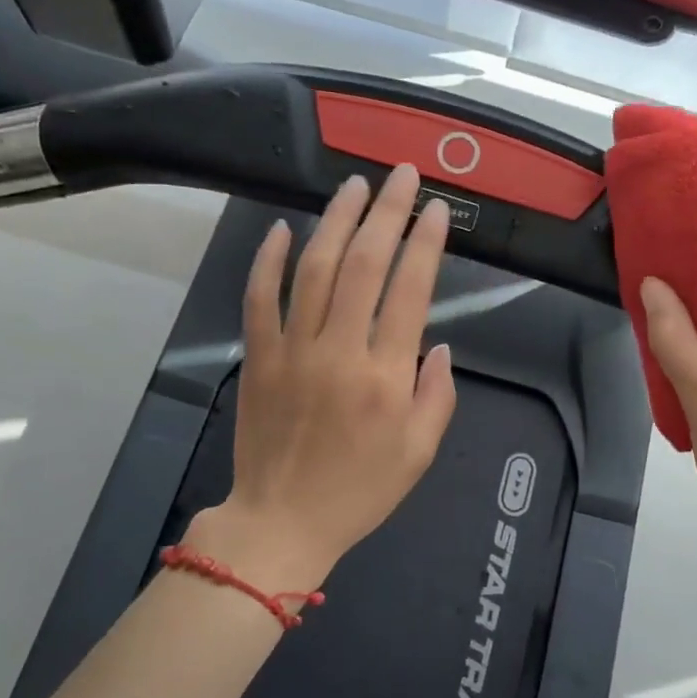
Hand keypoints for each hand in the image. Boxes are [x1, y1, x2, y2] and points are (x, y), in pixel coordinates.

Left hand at [203, 165, 457, 584]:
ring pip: (314, 269)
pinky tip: (280, 228)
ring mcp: (292, 351)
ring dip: (335, 221)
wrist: (281, 523)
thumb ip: (438, 395)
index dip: (425, 242)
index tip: (435, 209)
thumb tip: (438, 345)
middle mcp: (339, 351)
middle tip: (400, 175)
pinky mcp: (258, 357)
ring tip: (352, 186)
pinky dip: (267, 260)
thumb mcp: (420, 453)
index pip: (411, 290)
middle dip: (386, 212)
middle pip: (365, 264)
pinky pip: (259, 298)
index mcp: (386, 377)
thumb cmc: (359, 492)